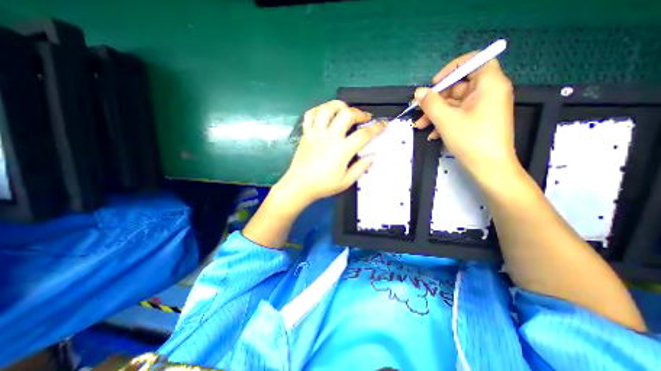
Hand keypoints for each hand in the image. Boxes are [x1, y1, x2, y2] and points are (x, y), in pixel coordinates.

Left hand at [273, 100, 385, 209]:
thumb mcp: (346, 182)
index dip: (377, 128)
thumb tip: (374, 156)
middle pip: (347, 114)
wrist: (299, 186)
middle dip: (359, 113)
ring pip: (327, 109)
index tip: (384, 124)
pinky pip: (310, 114)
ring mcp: (316, 133)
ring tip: (345, 110)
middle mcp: (329, 137)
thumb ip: (361, 168)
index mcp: (341, 150)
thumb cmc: (323, 185)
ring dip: (339, 105)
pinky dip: (319, 110)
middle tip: (364, 118)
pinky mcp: (306, 133)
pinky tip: (325, 114)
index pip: (364, 134)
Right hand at [415, 52, 517, 181]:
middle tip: (419, 111)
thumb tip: (418, 92)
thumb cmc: (471, 140)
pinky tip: (432, 134)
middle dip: (436, 99)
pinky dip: (444, 121)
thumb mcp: (446, 120)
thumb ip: (430, 103)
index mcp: (489, 84)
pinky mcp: (478, 120)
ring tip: (420, 126)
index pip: (474, 61)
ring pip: (455, 103)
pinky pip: (459, 114)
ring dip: (436, 113)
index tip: (435, 84)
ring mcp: (483, 108)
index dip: (452, 69)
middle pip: (459, 86)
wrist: (489, 167)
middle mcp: (488, 92)